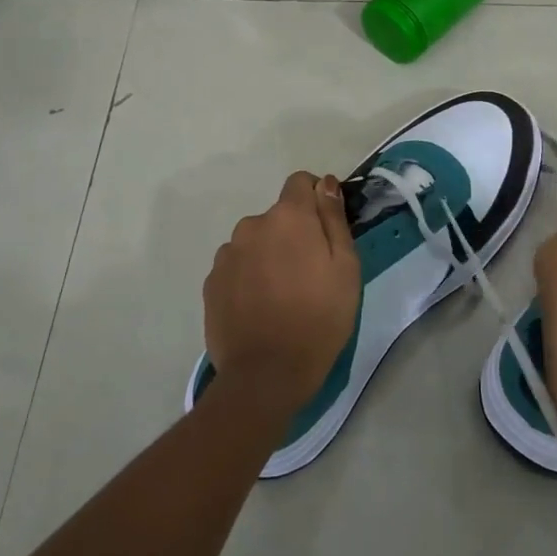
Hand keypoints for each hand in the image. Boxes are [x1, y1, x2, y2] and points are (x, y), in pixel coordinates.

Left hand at [202, 171, 361, 413]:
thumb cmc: (319, 318)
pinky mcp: (211, 282)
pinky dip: (248, 278)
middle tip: (310, 274)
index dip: (315, 199)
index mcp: (288, 217)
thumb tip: (324, 183)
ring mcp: (227, 254)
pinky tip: (260, 308)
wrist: (266, 373)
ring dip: (268, 256)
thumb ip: (333, 219)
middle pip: (277, 217)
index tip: (325, 230)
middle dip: (293, 234)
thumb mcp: (345, 267)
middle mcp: (251, 225)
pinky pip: (236, 267)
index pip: (299, 182)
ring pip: (255, 242)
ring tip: (282, 296)